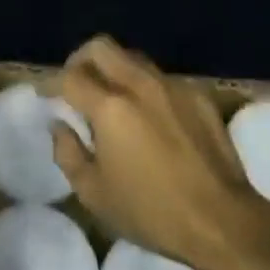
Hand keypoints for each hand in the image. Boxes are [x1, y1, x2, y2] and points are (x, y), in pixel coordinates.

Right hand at [51, 37, 269, 269]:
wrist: (224, 222)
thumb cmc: (152, 213)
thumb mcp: (95, 194)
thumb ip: (67, 153)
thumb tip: (59, 126)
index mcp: (109, 106)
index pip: (69, 77)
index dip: (50, 83)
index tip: (45, 94)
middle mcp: (138, 84)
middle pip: (100, 47)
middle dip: (80, 60)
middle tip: (75, 83)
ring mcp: (171, 86)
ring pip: (132, 57)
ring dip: (113, 69)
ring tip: (111, 97)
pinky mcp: (197, 95)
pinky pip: (161, 78)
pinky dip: (145, 87)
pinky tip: (150, 116)